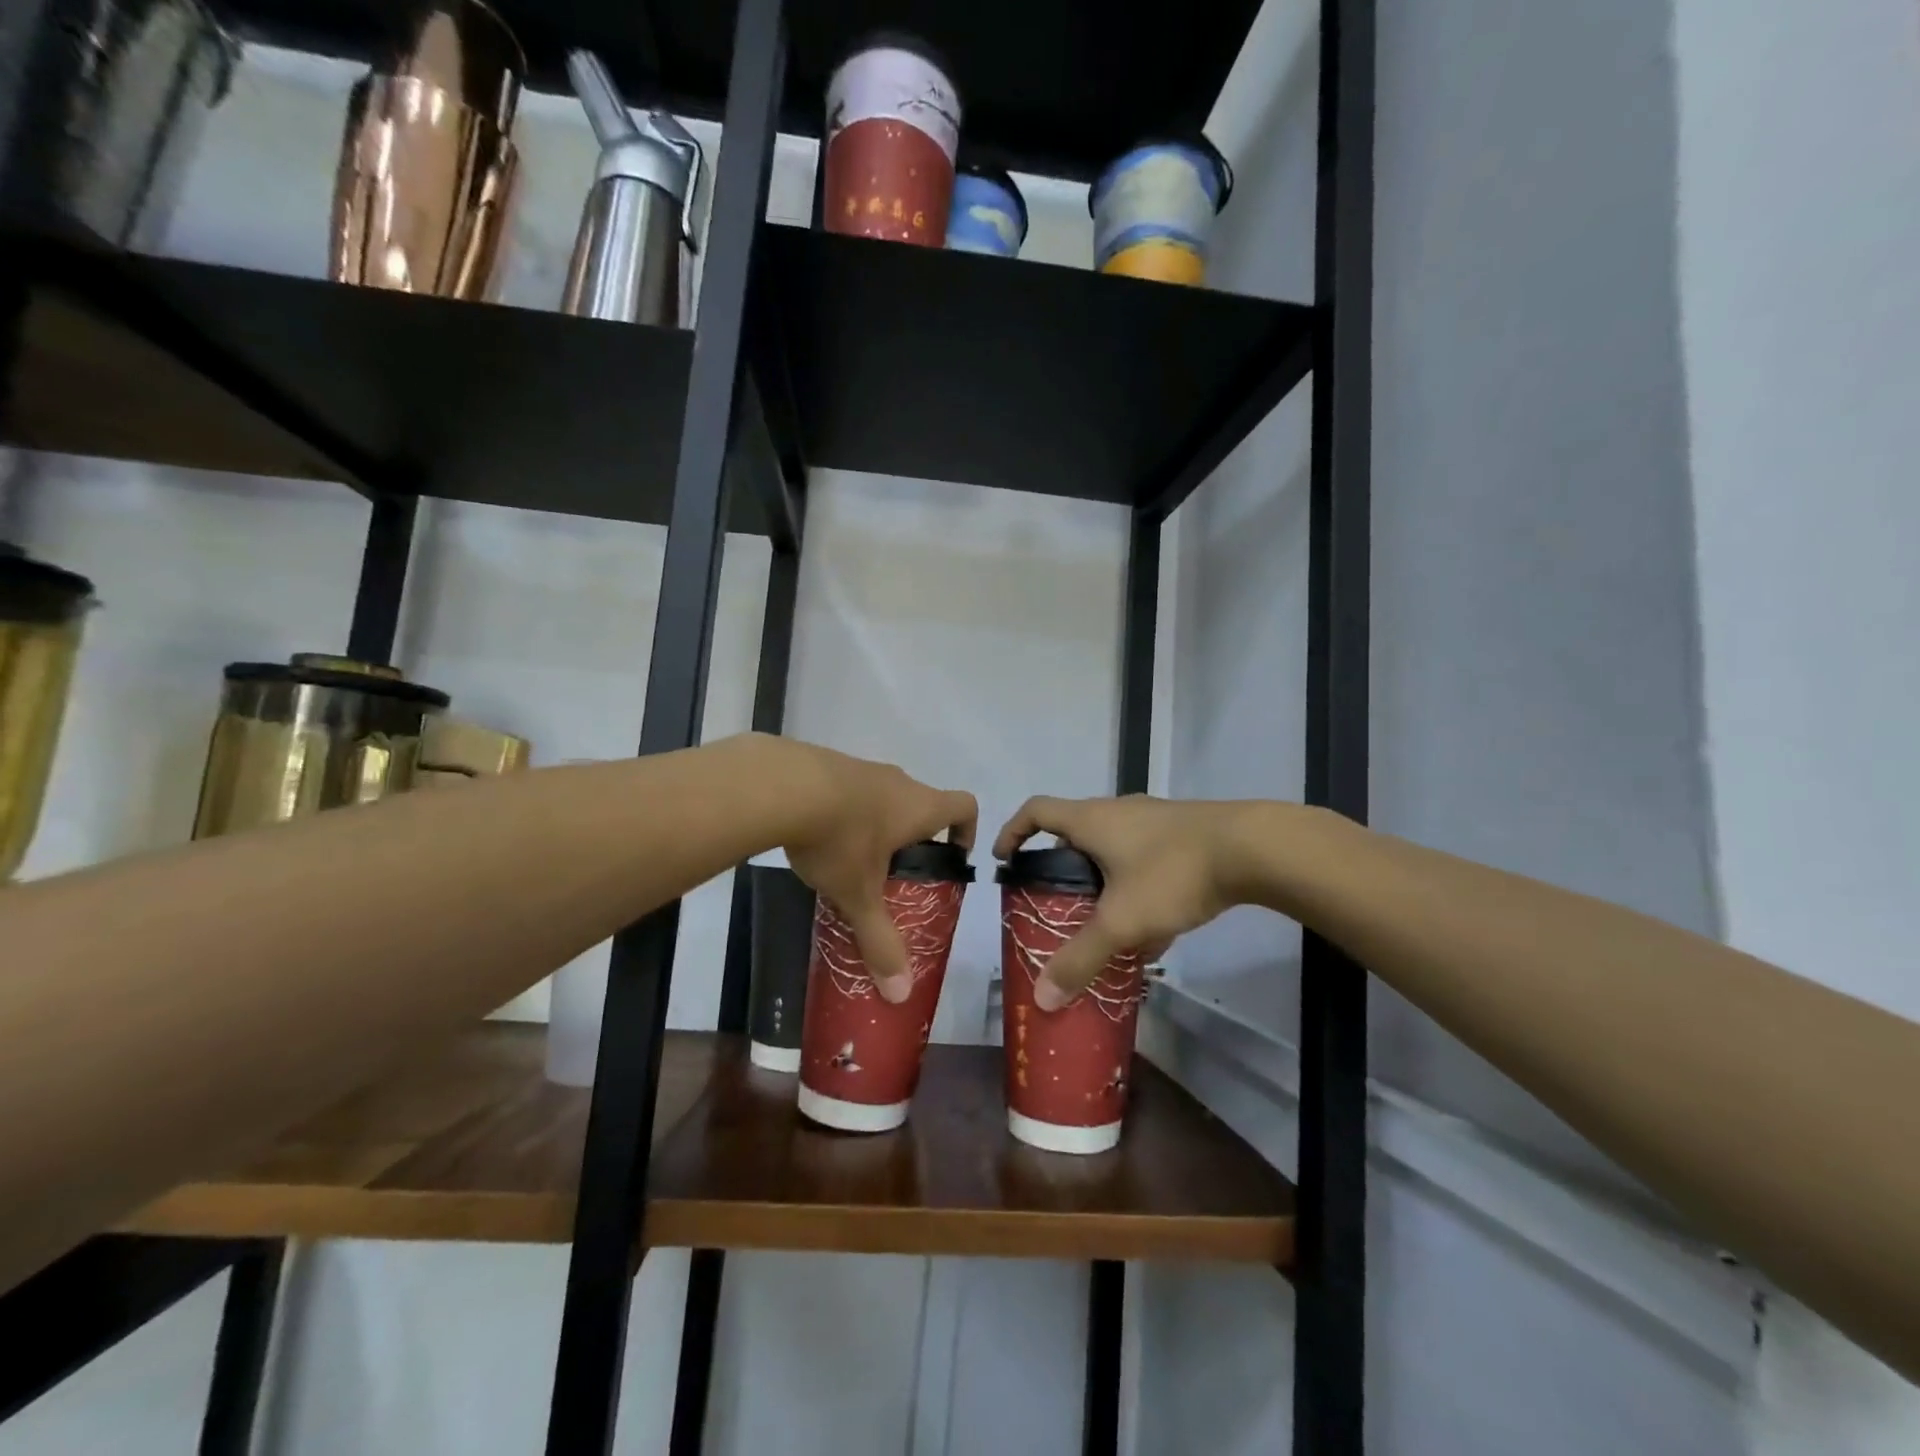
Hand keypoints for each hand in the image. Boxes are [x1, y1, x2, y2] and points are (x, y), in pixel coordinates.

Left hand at [769, 738, 977, 1002]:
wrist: (782, 785)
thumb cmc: (840, 839)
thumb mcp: (860, 895)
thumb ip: (880, 940)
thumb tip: (900, 994)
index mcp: (919, 807)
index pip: (964, 806)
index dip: (966, 830)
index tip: (951, 857)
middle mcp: (897, 781)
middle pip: (921, 802)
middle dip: (913, 836)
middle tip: (894, 872)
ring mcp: (861, 768)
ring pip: (881, 795)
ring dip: (875, 822)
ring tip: (850, 858)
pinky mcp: (826, 763)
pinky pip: (847, 787)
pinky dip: (842, 809)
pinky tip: (815, 835)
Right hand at [993, 795, 1249, 1009]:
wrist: (1253, 848)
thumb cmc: (1172, 873)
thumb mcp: (1122, 921)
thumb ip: (1082, 959)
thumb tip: (1042, 998)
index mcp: (1091, 819)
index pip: (1036, 810)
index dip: (1014, 831)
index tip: (1005, 860)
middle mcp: (1117, 811)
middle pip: (1074, 832)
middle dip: (1061, 868)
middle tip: (1055, 904)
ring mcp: (1153, 819)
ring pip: (1114, 849)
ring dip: (1104, 883)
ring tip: (1106, 925)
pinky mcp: (1183, 833)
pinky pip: (1146, 859)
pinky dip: (1139, 889)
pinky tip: (1157, 929)